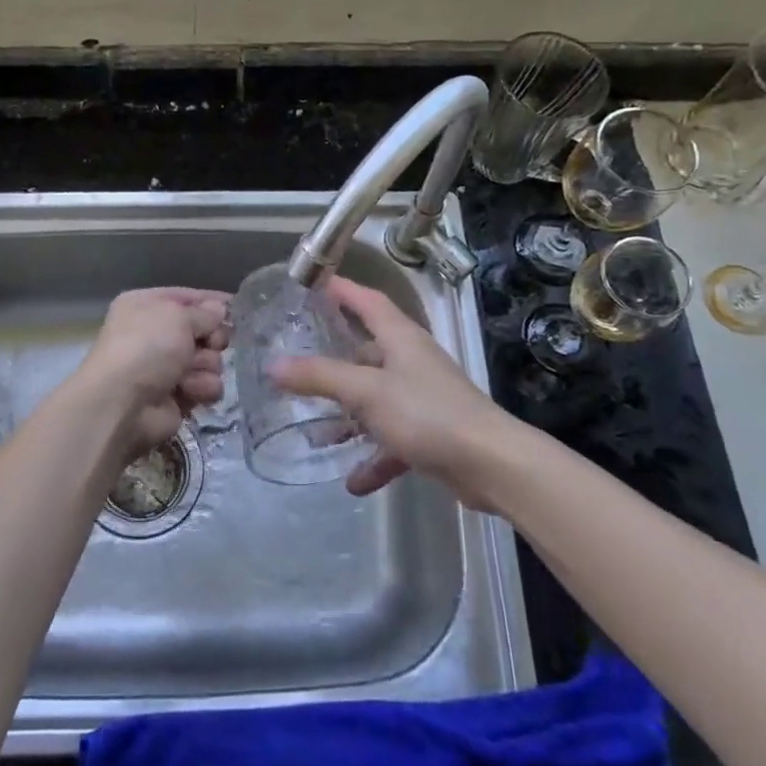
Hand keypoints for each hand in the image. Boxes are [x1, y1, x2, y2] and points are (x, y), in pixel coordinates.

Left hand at [78, 287, 230, 456]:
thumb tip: (219, 310)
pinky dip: (201, 388)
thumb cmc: (147, 347)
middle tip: (212, 344)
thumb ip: (204, 313)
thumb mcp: (177, 316)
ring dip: (206, 366)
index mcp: (146, 306)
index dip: (213, 302)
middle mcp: (155, 334)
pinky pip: (206, 386)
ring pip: (210, 360)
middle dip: (212, 338)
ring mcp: (166, 367)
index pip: (188, 297)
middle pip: (203, 330)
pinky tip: (188, 391)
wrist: (122, 404)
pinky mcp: (177, 396)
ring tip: (190, 373)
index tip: (238, 307)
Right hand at [269, 278, 527, 507]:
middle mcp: (412, 363)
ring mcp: (423, 399)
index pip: (367, 301)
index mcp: (401, 339)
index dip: (341, 290)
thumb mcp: (366, 392)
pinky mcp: (431, 434)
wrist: (492, 465)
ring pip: (376, 400)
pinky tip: (353, 481)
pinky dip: (374, 458)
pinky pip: (393, 440)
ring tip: (315, 431)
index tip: (313, 284)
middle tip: (298, 366)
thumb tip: (273, 366)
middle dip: (334, 362)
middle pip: (368, 353)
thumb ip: (319, 377)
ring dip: (349, 417)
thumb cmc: (427, 414)